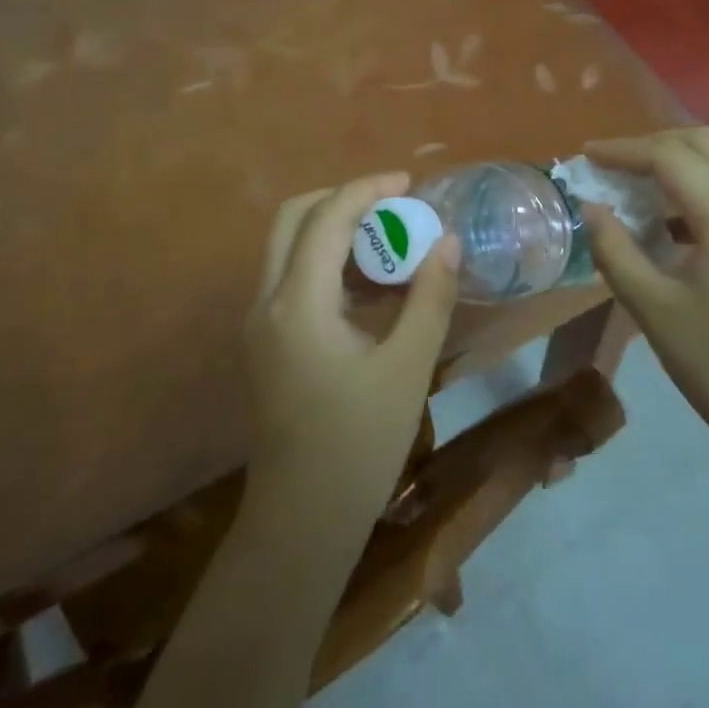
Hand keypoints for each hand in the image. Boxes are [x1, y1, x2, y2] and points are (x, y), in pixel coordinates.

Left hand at [245, 174, 459, 532]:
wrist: (300, 525)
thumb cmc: (357, 447)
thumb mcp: (406, 369)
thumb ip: (429, 298)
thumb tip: (448, 241)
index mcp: (297, 303)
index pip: (326, 218)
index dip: (366, 189)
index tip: (409, 182)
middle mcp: (267, 301)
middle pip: (293, 218)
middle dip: (342, 199)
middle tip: (392, 204)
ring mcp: (260, 323)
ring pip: (289, 246)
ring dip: (334, 229)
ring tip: (389, 238)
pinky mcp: (266, 342)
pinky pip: (293, 277)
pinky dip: (328, 262)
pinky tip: (371, 284)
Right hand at [585, 128, 708, 475]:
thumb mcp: (653, 308)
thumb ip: (615, 249)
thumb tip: (590, 208)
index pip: (671, 157)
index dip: (623, 150)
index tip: (586, 156)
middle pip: (704, 144)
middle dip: (652, 145)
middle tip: (611, 165)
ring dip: (676, 163)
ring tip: (633, 188)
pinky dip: (696, 188)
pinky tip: (668, 224)